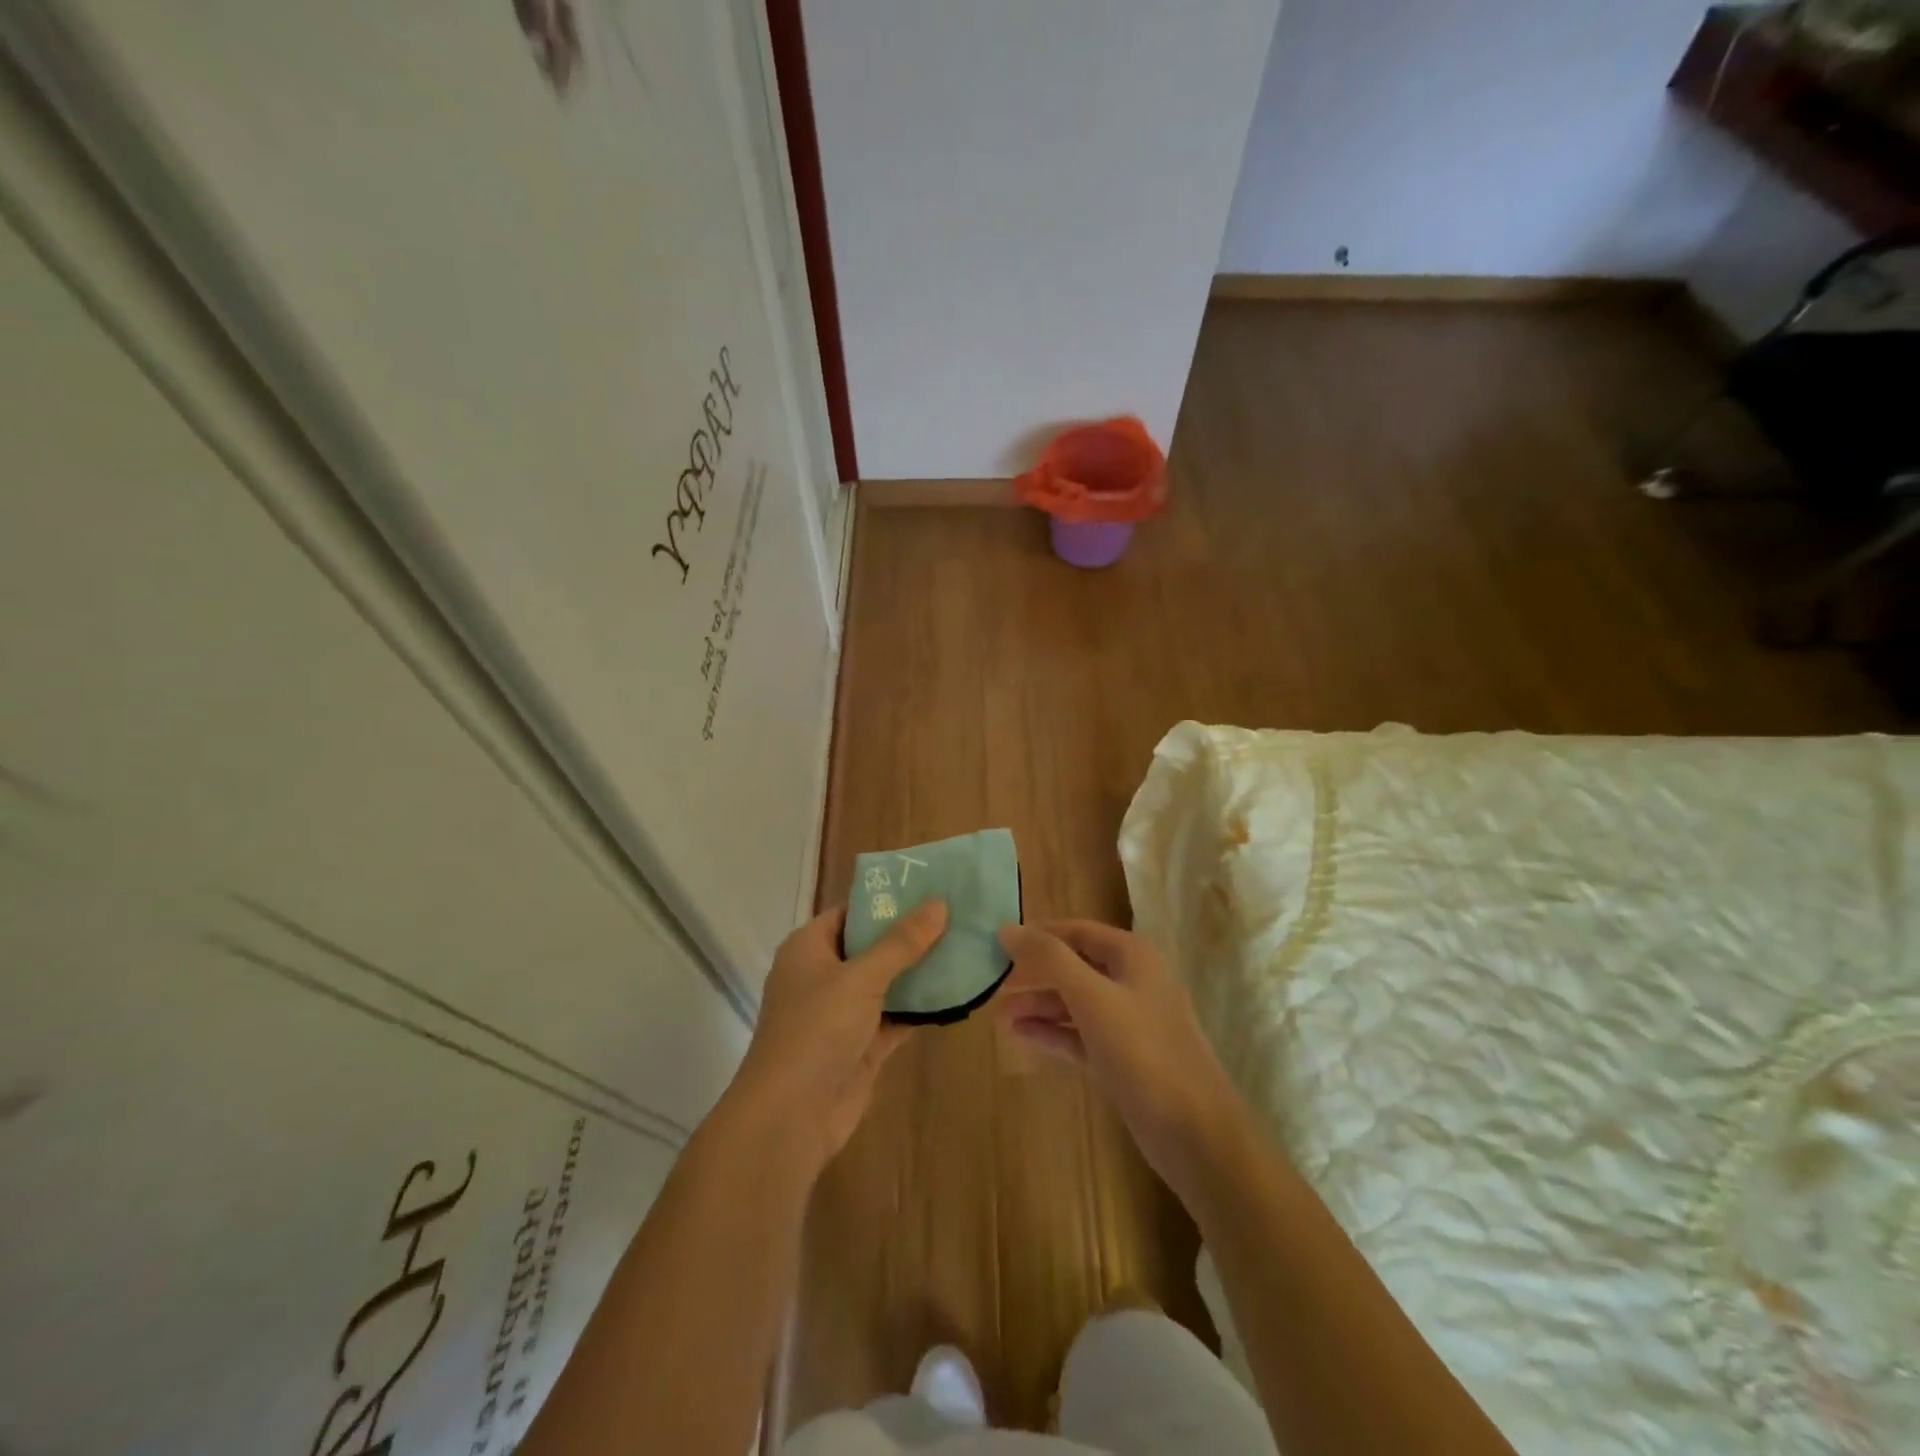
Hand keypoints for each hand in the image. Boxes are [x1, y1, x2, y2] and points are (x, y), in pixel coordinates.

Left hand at [731, 900, 947, 1174]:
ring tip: (966, 945)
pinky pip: (897, 1016)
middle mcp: (824, 975)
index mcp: (809, 948)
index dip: (886, 899)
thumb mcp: (860, 978)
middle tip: (958, 913)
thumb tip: (938, 903)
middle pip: (872, 945)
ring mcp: (843, 1012)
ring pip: (888, 982)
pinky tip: (958, 991)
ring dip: (921, 970)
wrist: (791, 1117)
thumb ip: (901, 942)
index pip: (851, 911)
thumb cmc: (816, 1030)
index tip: (929, 886)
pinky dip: (922, 1007)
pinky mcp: (863, 1045)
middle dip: (911, 934)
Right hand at [995, 920, 1245, 1192]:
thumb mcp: (1091, 997)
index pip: (1076, 931)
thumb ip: (1049, 959)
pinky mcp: (1124, 1058)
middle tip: (992, 983)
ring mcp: (1130, 1021)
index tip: (997, 943)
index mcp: (1132, 956)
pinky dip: (1053, 1032)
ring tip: (998, 1015)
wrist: (1194, 1132)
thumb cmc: (1142, 1051)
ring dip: (1039, 1005)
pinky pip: (1081, 1034)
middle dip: (1034, 974)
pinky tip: (1021, 1036)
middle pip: (1074, 966)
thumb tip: (1007, 929)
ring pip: (1076, 1002)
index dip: (1038, 934)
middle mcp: (1132, 981)